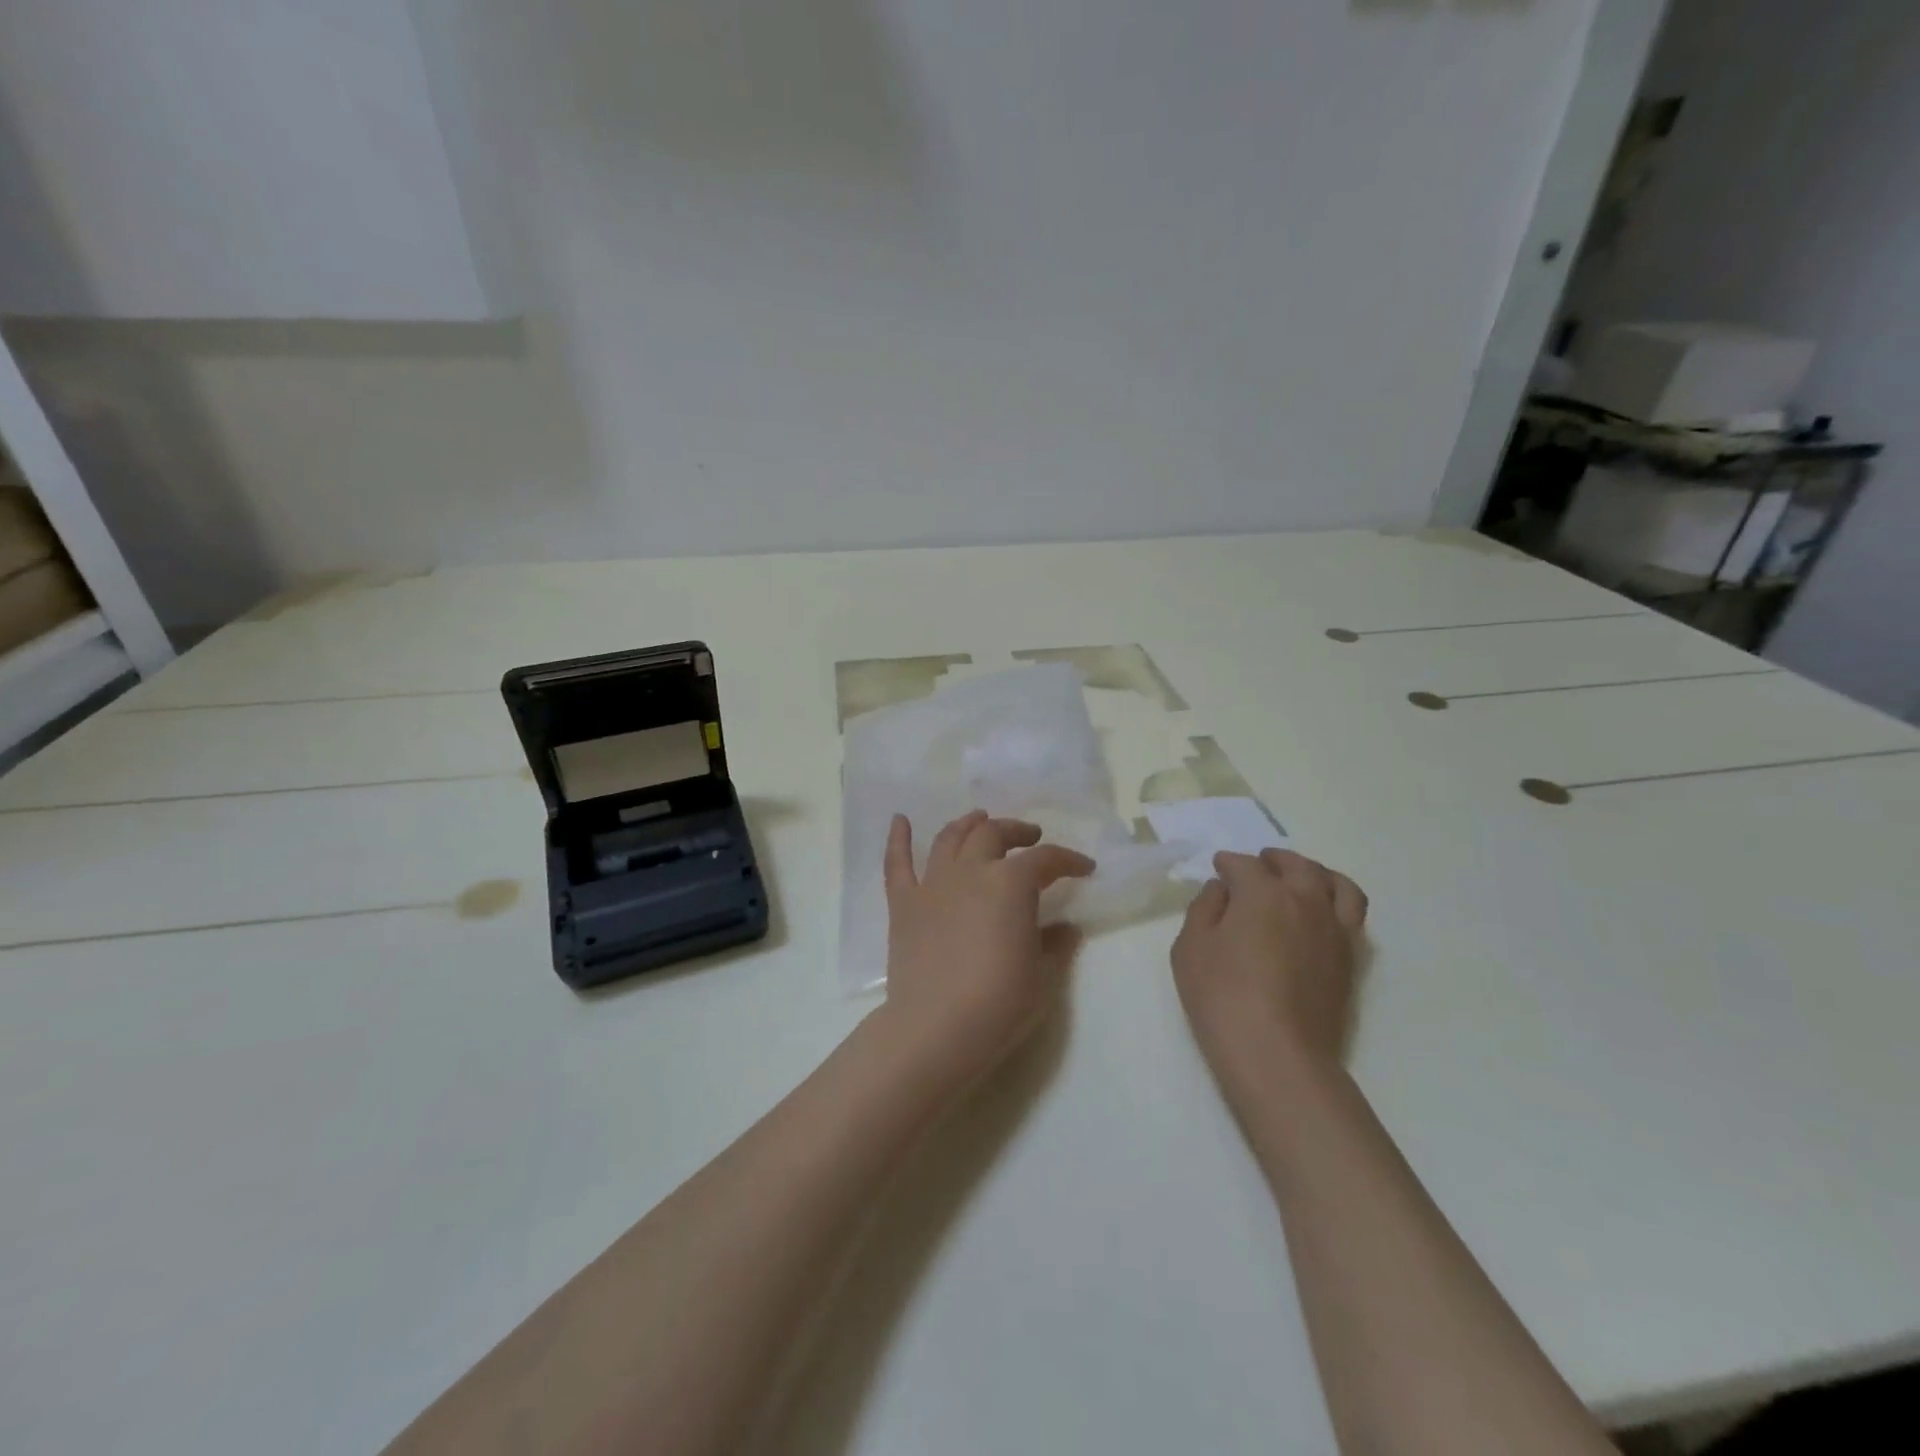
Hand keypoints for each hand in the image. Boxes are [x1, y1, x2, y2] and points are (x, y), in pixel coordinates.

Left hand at [879, 810, 1094, 1082]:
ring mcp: (932, 884)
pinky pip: (897, 863)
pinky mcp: (903, 904)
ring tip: (980, 820)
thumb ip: (1056, 945)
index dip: (1068, 860)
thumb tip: (1066, 928)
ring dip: (968, 824)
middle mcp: (970, 871)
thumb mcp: (1044, 977)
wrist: (936, 1029)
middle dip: (1016, 831)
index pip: (1045, 860)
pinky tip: (900, 820)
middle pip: (993, 835)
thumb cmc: (999, 1003)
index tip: (1084, 867)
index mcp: (1010, 884)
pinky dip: (898, 838)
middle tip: (1030, 838)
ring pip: (950, 838)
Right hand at [1170, 849, 1368, 1087]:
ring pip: (1336, 884)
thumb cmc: (1222, 996)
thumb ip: (1204, 908)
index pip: (1244, 865)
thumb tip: (1221, 889)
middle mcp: (1305, 900)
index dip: (1227, 864)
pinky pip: (1353, 915)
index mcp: (1263, 892)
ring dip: (1315, 873)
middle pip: (1295, 865)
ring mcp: (1334, 929)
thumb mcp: (1190, 947)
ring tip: (1301, 879)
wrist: (1277, 1054)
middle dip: (1274, 860)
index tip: (1218, 868)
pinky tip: (1320, 915)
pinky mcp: (1351, 959)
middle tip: (1259, 864)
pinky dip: (1337, 902)